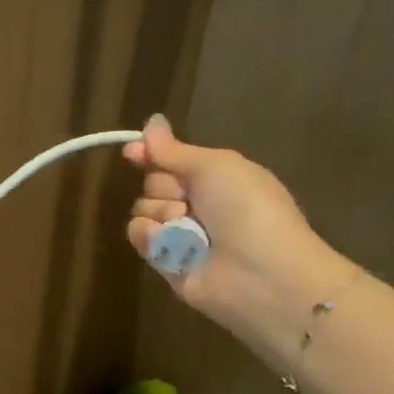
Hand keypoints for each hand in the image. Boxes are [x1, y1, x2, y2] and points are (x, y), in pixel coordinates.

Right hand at [124, 114, 355, 362]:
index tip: (133, 151)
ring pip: (143, 209)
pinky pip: (139, 236)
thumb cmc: (248, 209)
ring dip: (160, 212)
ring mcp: (180, 234)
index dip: (151, 153)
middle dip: (164, 187)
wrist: (261, 273)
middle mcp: (197, 203)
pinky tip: (171, 244)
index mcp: (216, 177)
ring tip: (186, 228)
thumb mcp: (216, 166)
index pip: (171, 159)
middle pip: (153, 182)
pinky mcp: (165, 260)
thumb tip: (151, 121)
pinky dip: (150, 236)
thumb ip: (175, 150)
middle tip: (189, 199)